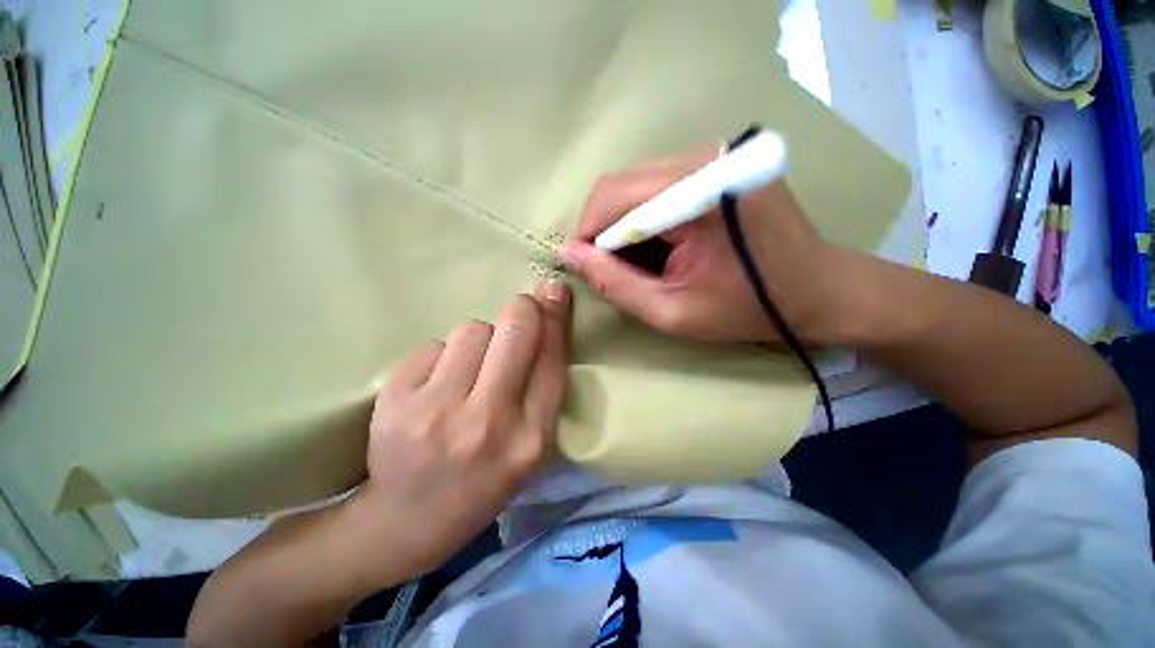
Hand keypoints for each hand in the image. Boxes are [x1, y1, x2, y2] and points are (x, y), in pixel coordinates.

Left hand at [351, 280, 570, 579]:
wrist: (407, 520)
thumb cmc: (483, 481)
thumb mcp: (530, 446)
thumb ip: (543, 388)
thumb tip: (547, 324)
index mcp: (530, 438)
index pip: (552, 359)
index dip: (556, 318)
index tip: (555, 290)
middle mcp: (489, 421)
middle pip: (515, 332)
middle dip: (522, 309)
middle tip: (521, 308)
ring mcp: (438, 410)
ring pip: (472, 330)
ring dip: (479, 338)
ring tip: (469, 367)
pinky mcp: (395, 400)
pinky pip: (433, 345)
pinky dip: (441, 356)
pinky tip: (435, 384)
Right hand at [558, 146, 848, 344]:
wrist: (818, 291)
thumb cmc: (747, 309)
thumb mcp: (671, 311)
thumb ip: (614, 283)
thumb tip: (569, 254)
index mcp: (698, 194)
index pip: (613, 196)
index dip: (588, 233)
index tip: (586, 267)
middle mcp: (705, 158)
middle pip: (621, 184)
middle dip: (604, 229)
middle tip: (612, 268)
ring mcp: (715, 154)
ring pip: (636, 182)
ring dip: (624, 223)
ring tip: (640, 260)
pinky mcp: (719, 162)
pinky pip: (658, 183)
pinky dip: (645, 215)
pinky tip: (661, 244)